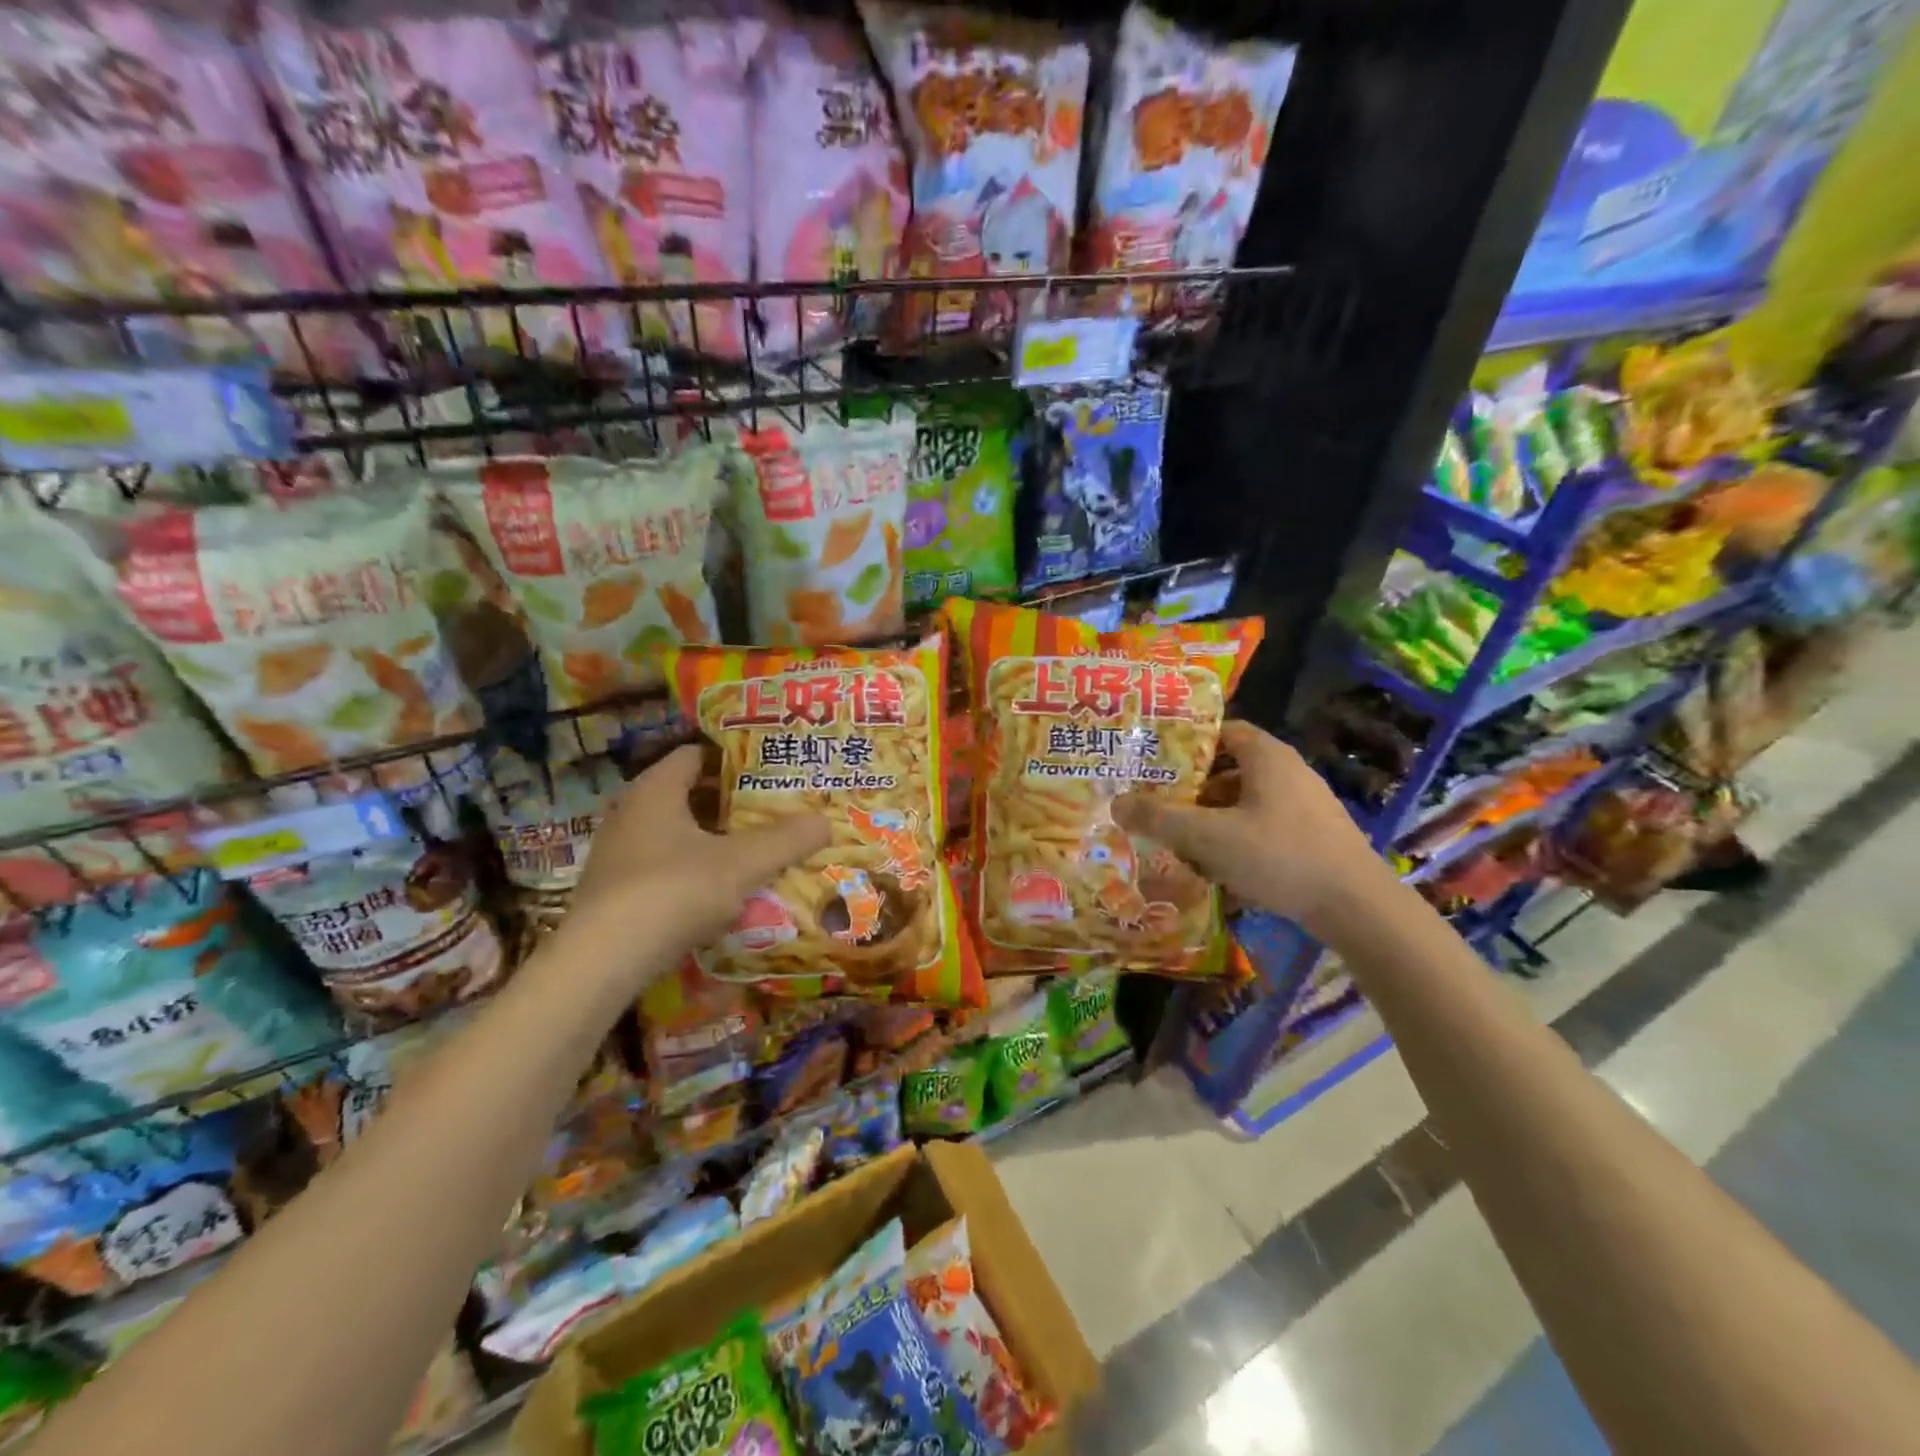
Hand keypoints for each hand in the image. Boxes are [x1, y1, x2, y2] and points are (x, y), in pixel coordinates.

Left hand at [564, 745, 830, 971]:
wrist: (600, 963)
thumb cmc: (672, 892)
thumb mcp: (741, 864)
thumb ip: (785, 840)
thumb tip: (825, 821)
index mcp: (654, 791)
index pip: (694, 755)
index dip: (732, 758)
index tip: (767, 770)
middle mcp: (629, 814)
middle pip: (686, 795)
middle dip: (728, 803)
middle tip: (771, 810)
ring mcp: (617, 855)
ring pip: (674, 835)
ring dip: (710, 841)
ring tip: (752, 851)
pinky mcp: (613, 893)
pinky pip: (662, 868)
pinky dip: (691, 872)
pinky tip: (719, 894)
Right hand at [1113, 720, 1391, 938]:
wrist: (1358, 907)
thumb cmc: (1279, 856)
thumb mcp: (1208, 837)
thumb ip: (1159, 819)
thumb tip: (1116, 803)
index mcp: (1266, 756)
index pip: (1222, 730)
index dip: (1187, 742)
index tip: (1155, 761)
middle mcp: (1289, 771)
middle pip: (1229, 769)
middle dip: (1192, 788)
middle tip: (1158, 806)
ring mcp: (1306, 805)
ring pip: (1245, 801)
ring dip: (1213, 818)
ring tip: (1182, 842)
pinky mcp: (1315, 836)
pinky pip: (1264, 826)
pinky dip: (1237, 838)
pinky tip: (1220, 868)